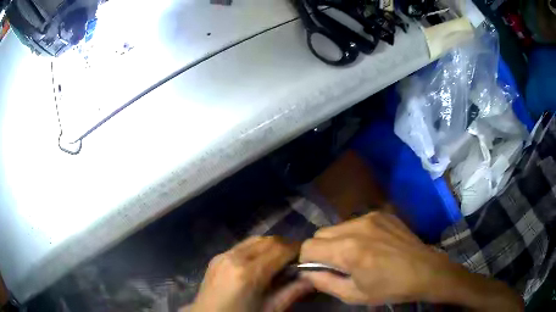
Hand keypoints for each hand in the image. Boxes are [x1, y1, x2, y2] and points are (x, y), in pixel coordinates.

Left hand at [190, 236, 312, 311]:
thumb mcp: (270, 310)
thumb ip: (292, 292)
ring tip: (280, 260)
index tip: (307, 256)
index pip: (280, 249)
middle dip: (286, 246)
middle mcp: (234, 257)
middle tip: (296, 259)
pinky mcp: (216, 257)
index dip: (297, 249)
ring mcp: (222, 255)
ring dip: (272, 245)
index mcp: (248, 273)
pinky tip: (260, 263)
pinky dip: (257, 249)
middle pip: (268, 240)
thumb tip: (312, 278)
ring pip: (255, 239)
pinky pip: (242, 245)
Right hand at [300, 212, 523, 310]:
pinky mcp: (382, 213)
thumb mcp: (354, 294)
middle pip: (320, 233)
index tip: (317, 271)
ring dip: (337, 241)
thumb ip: (324, 282)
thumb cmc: (390, 288)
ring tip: (355, 255)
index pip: (308, 247)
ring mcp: (371, 216)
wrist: (425, 270)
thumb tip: (306, 273)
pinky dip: (353, 234)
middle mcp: (356, 226)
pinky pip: (355, 222)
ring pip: (337, 226)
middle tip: (337, 265)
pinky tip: (370, 245)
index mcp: (348, 250)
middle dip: (321, 250)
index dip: (307, 261)